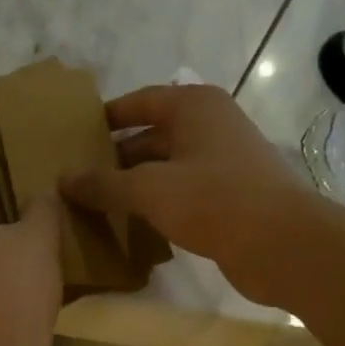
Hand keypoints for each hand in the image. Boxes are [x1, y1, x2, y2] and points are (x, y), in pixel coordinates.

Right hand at [60, 84, 313, 301]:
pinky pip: (182, 193)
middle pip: (152, 136)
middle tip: (78, 179)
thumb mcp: (148, 189)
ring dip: (135, 185)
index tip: (75, 136)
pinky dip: (157, 204)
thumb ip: (104, 184)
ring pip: (166, 168)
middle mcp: (210, 126)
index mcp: (194, 106)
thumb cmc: (213, 199)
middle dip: (116, 157)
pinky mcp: (230, 196)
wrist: (280, 243)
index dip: (107, 118)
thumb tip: (63, 180)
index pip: (139, 102)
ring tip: (96, 204)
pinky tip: (132, 225)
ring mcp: (223, 162)